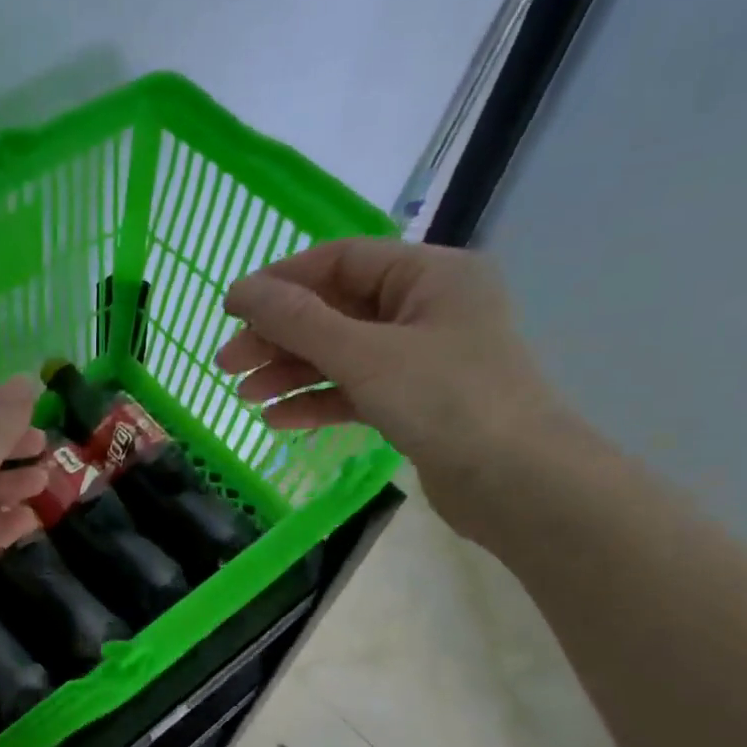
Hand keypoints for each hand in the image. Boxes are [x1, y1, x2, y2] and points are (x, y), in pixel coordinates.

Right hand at [216, 239, 570, 511]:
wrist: (519, 485)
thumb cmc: (448, 401)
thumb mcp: (365, 355)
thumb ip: (299, 322)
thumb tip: (240, 292)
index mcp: (429, 275)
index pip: (340, 261)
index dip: (281, 282)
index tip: (230, 309)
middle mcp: (427, 308)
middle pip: (335, 312)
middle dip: (278, 338)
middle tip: (227, 365)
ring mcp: (423, 359)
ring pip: (342, 356)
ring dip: (291, 374)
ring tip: (244, 397)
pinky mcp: (416, 404)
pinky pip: (356, 392)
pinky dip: (318, 403)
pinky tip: (277, 421)